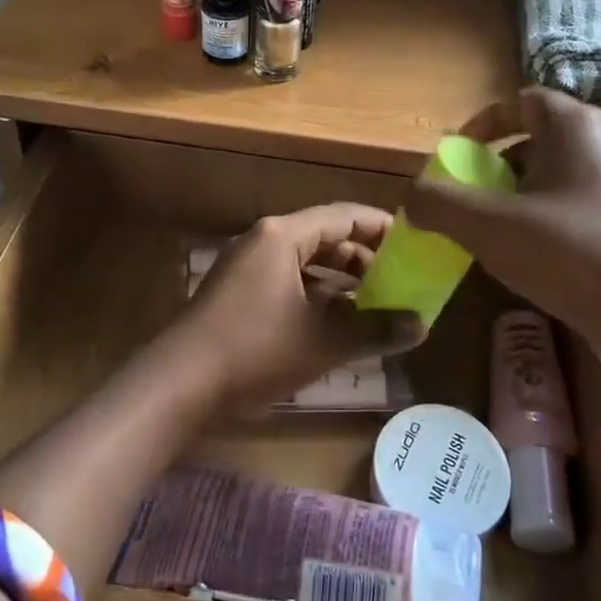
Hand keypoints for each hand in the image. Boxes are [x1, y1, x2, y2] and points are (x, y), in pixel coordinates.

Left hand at [160, 205, 424, 412]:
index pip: (344, 216)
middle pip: (325, 237)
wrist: (178, 384)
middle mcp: (264, 241)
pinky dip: (316, 296)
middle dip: (364, 258)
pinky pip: (287, 282)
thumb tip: (421, 325)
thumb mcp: (322, 341)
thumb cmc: (254, 351)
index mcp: (283, 236)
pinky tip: (336, 323)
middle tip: (400, 280)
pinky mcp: (237, 293)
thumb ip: (374, 330)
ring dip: (341, 281)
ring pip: (306, 263)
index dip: (382, 228)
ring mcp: (246, 267)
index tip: (415, 245)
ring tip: (376, 304)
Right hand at [404, 89, 600, 389]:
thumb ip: (438, 203)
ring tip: (505, 232)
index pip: (522, 101)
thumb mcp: (488, 227)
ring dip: (527, 194)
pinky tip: (544, 257)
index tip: (458, 155)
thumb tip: (412, 197)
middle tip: (477, 198)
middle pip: (542, 138)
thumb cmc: (570, 255)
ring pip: (565, 174)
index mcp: (578, 127)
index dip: (483, 124)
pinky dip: (556, 217)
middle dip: (501, 165)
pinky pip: (587, 203)